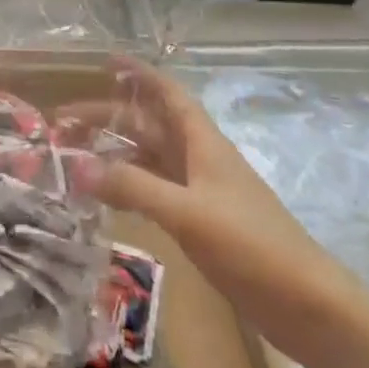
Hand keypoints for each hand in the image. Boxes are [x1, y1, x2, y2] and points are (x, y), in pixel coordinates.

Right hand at [77, 58, 365, 366]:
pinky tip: (105, 196)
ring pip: (149, 160)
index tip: (105, 62)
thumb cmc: (250, 246)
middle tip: (63, 122)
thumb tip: (77, 165)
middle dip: (108, 118)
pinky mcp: (200, 223)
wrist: (306, 305)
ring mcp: (200, 192)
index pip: (167, 94)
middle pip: (148, 127)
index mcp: (203, 143)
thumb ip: (132, 187)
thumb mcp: (187, 212)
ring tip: (73, 156)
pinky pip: (154, 191)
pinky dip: (128, 186)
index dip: (139, 74)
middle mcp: (199, 160)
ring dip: (114, 153)